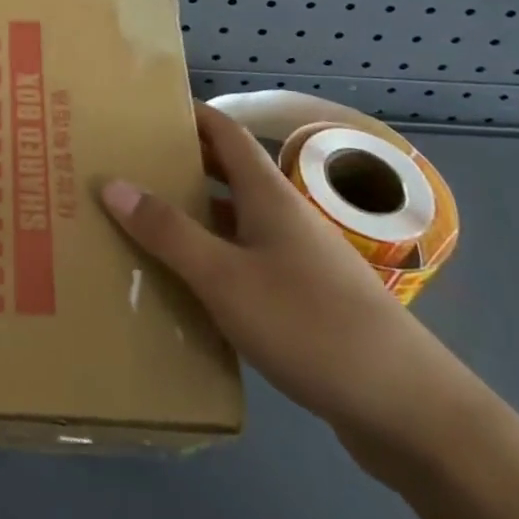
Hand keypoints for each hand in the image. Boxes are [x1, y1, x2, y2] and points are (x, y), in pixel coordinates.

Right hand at [102, 101, 465, 451]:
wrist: (409, 410)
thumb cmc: (310, 323)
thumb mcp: (225, 277)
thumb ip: (167, 231)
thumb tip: (110, 182)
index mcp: (267, 194)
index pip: (224, 132)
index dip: (187, 113)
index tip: (143, 108)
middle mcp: (282, 216)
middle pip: (226, 174)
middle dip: (180, 164)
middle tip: (126, 165)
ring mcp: (296, 260)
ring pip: (234, 222)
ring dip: (192, 216)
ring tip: (139, 221)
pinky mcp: (303, 302)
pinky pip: (244, 264)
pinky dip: (212, 261)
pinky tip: (183, 286)